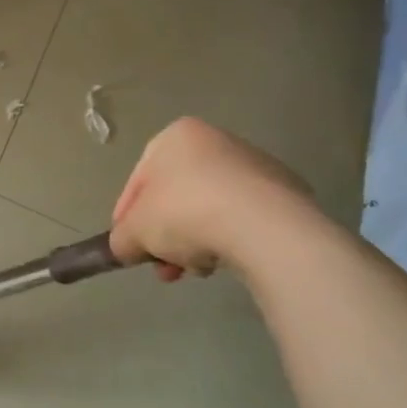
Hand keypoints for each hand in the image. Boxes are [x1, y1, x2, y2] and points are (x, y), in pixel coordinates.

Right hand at [108, 118, 312, 280]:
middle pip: (176, 197)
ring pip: (208, 210)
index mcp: (176, 136)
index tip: (128, 247)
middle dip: (165, 237)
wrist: (263, 226)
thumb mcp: (134, 231)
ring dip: (195, 242)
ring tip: (196, 270)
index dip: (127, 218)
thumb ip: (121, 238)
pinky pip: (241, 219)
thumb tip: (126, 247)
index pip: (139, 181)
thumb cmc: (185, 213)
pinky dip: (228, 239)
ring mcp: (254, 166)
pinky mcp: (284, 193)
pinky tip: (224, 261)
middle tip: (163, 267)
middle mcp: (216, 141)